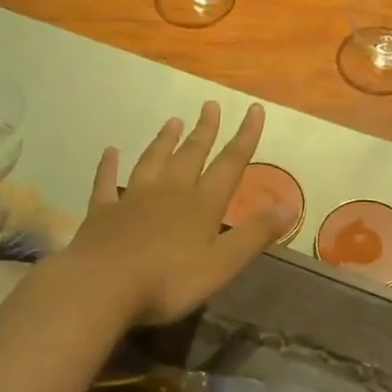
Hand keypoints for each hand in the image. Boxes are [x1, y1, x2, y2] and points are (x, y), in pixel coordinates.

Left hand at [61, 101, 291, 327]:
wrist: (101, 286)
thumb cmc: (168, 281)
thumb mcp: (222, 263)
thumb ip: (255, 234)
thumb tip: (290, 205)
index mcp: (201, 205)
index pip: (229, 164)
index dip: (244, 137)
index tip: (254, 109)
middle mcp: (169, 192)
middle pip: (191, 154)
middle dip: (204, 130)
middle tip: (210, 105)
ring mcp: (132, 199)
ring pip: (152, 161)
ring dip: (164, 141)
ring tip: (173, 121)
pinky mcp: (102, 212)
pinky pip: (106, 182)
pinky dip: (109, 166)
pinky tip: (110, 152)